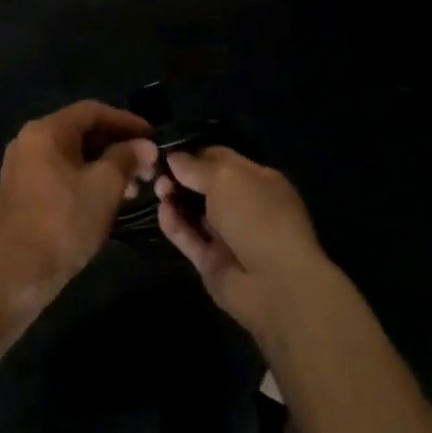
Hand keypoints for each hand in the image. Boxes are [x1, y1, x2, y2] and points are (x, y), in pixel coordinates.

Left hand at [0, 101, 157, 309]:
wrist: (19, 274)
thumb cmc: (64, 222)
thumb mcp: (105, 187)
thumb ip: (127, 158)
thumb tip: (146, 145)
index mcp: (45, 131)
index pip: (93, 111)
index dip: (127, 121)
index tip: (154, 136)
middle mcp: (29, 141)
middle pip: (81, 131)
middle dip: (118, 146)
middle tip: (147, 166)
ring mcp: (22, 167)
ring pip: (72, 155)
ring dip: (105, 165)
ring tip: (134, 187)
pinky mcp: (21, 191)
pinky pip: (60, 172)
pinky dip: (86, 178)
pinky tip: (107, 199)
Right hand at [156, 147, 330, 342]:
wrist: (274, 282)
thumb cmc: (256, 215)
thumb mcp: (227, 177)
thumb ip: (197, 166)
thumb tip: (174, 157)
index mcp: (257, 180)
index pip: (221, 159)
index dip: (194, 153)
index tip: (166, 150)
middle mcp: (243, 206)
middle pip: (204, 186)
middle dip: (180, 177)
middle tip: (157, 172)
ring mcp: (227, 236)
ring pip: (194, 212)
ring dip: (175, 199)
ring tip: (158, 190)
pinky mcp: (212, 262)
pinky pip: (189, 238)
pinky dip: (175, 225)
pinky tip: (162, 212)